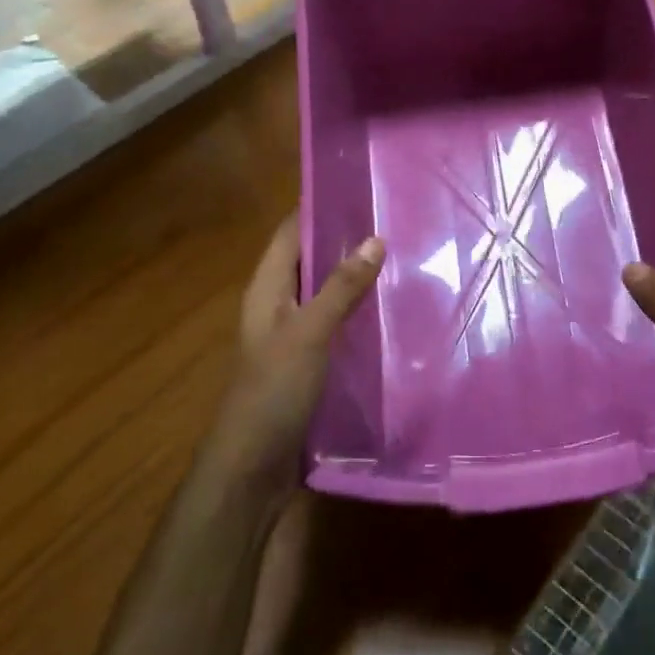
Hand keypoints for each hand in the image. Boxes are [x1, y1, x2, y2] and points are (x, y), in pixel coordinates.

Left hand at [208, 216, 384, 499]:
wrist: (252, 469)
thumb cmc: (273, 391)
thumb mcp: (309, 333)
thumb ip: (341, 287)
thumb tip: (375, 238)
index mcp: (267, 289)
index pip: (289, 232)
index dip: (316, 206)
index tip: (358, 186)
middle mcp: (278, 305)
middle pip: (309, 259)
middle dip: (344, 239)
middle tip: (394, 218)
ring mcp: (293, 336)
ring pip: (325, 292)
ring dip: (354, 276)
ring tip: (402, 257)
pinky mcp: (309, 363)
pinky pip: (335, 323)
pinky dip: (358, 311)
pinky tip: (390, 310)